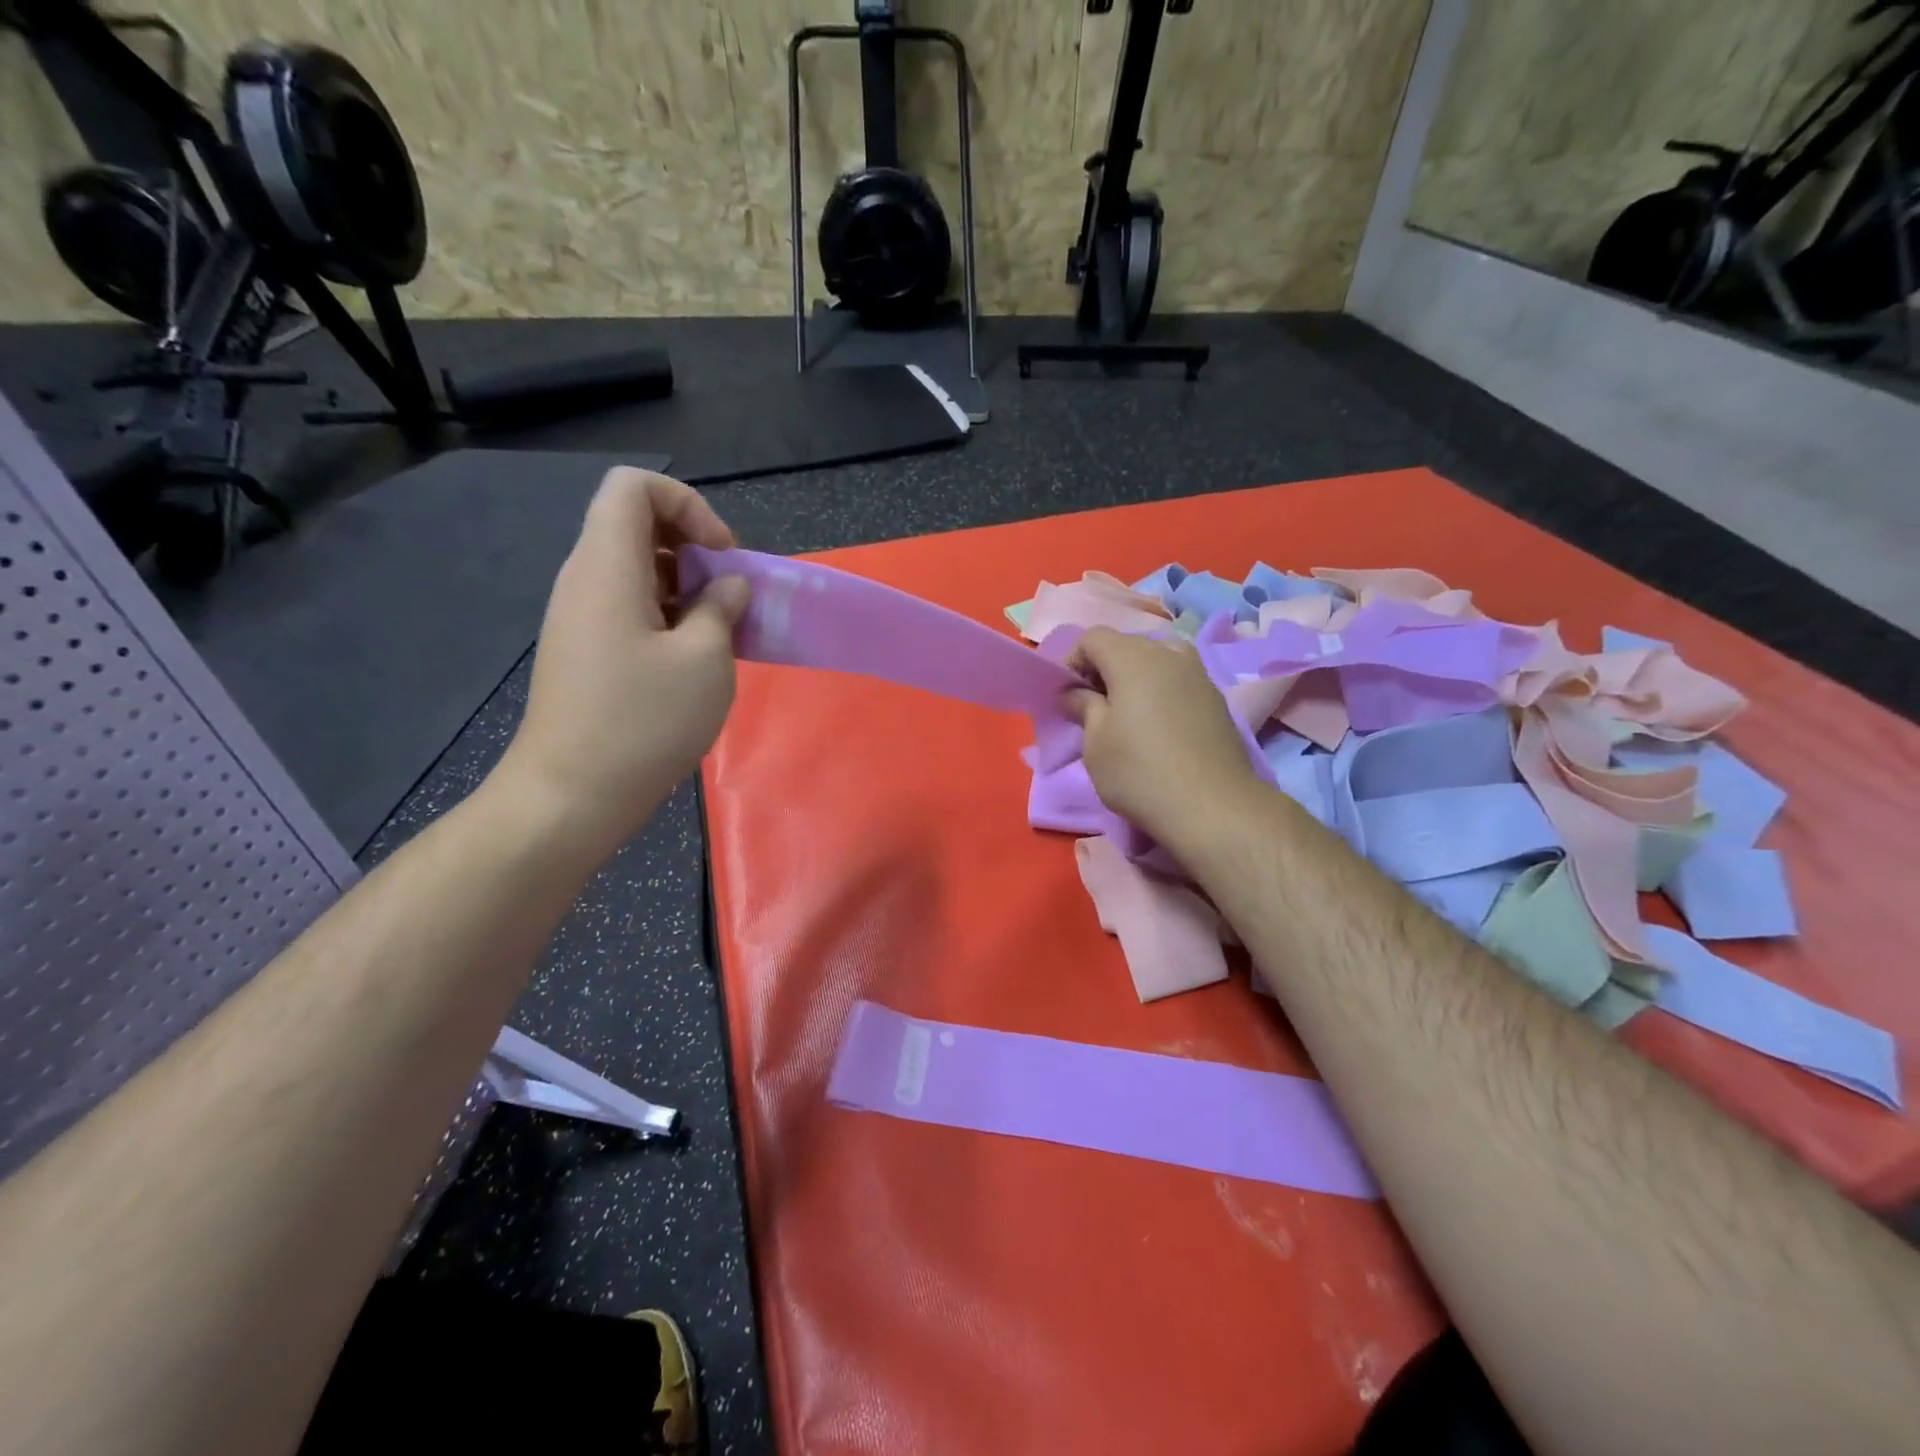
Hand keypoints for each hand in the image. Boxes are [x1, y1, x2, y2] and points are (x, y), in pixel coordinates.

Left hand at [495, 467, 749, 856]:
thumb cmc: (643, 721)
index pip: (634, 487)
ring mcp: (579, 617)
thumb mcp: (704, 661)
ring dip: (685, 586)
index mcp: (607, 567)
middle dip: (693, 547)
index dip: (687, 504)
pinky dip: (667, 615)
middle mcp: (584, 580)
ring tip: (720, 631)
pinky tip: (693, 660)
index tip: (722, 555)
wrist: (571, 795)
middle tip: (729, 595)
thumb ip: (721, 609)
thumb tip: (726, 586)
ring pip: (635, 569)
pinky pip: (627, 607)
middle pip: (635, 525)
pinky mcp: (584, 650)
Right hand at [1064, 627, 1260, 851]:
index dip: (1073, 662)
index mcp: (1133, 658)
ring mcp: (1199, 674)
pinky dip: (1160, 692)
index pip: (1093, 637)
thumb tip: (1076, 693)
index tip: (1069, 697)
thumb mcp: (1095, 743)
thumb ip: (1083, 707)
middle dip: (1104, 669)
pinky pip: (1178, 681)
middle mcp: (1169, 654)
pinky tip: (1158, 729)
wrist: (1213, 807)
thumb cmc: (1140, 772)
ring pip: (1156, 661)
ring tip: (1127, 717)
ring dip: (1135, 680)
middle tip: (1094, 708)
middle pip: (1126, 645)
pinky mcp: (1217, 698)